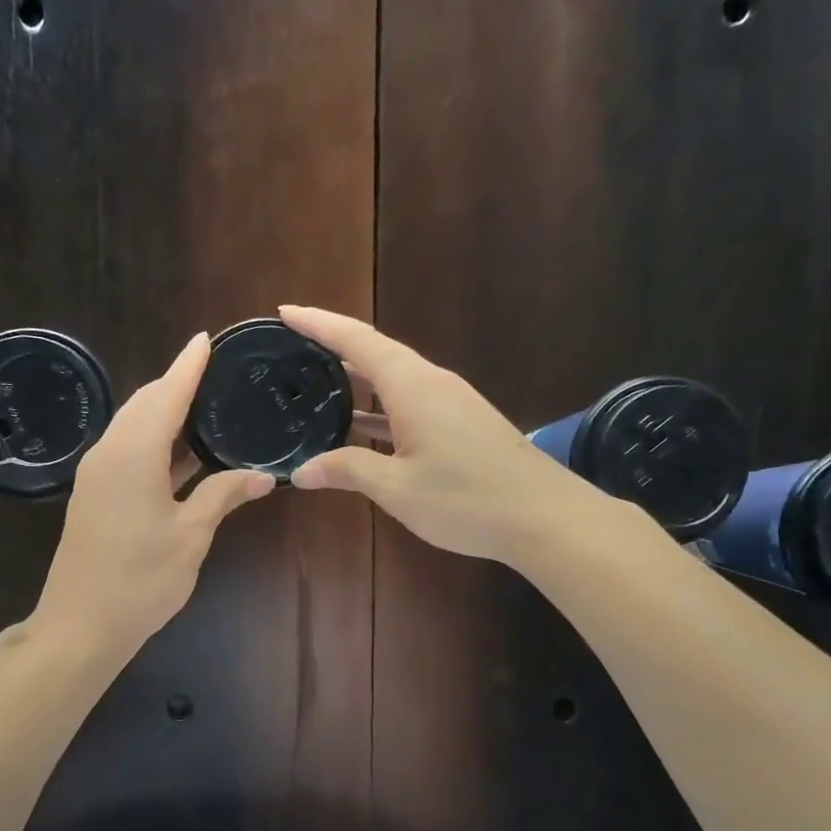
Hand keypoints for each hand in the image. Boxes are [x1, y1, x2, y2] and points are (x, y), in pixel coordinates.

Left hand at [32, 333, 275, 657]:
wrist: (80, 625)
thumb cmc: (140, 580)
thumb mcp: (191, 536)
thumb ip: (224, 496)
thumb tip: (264, 476)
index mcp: (134, 453)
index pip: (166, 394)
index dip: (187, 366)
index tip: (206, 339)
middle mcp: (109, 452)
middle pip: (144, 404)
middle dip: (175, 383)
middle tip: (213, 372)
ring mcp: (96, 473)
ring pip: (132, 426)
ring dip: (163, 412)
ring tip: (203, 403)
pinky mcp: (94, 494)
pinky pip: (126, 450)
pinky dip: (154, 440)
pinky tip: (181, 450)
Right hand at [282, 306, 602, 565]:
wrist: (544, 517)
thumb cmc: (466, 499)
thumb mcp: (397, 488)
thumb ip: (347, 471)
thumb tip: (300, 471)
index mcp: (413, 386)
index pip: (357, 341)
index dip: (319, 324)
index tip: (285, 312)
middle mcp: (432, 383)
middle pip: (375, 353)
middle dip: (333, 346)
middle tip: (292, 349)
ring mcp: (451, 403)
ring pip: (393, 380)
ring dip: (356, 380)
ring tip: (316, 384)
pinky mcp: (462, 423)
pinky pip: (409, 402)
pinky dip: (378, 407)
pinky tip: (359, 426)